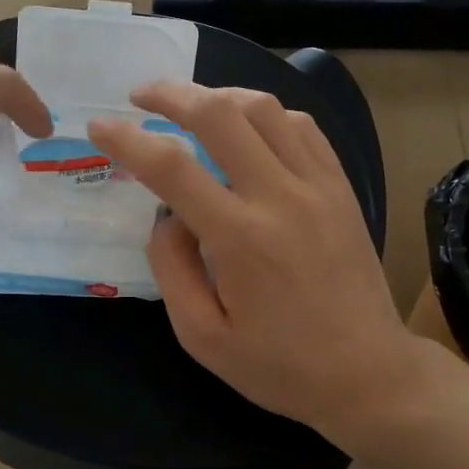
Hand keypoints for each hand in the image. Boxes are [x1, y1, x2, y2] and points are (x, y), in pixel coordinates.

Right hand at [89, 84, 425, 437]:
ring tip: (191, 106)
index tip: (99, 126)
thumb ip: (172, 268)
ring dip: (218, 95)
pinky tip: (247, 126)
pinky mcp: (341, 187)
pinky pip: (301, 126)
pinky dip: (264, 113)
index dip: (127, 139)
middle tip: (141, 95)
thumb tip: (166, 216)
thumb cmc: (279, 365)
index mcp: (240, 238)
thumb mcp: (202, 337)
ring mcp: (318, 186)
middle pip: (220, 113)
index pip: (171, 167)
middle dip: (171, 93)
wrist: (368, 374)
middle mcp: (280, 197)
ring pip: (264, 108)